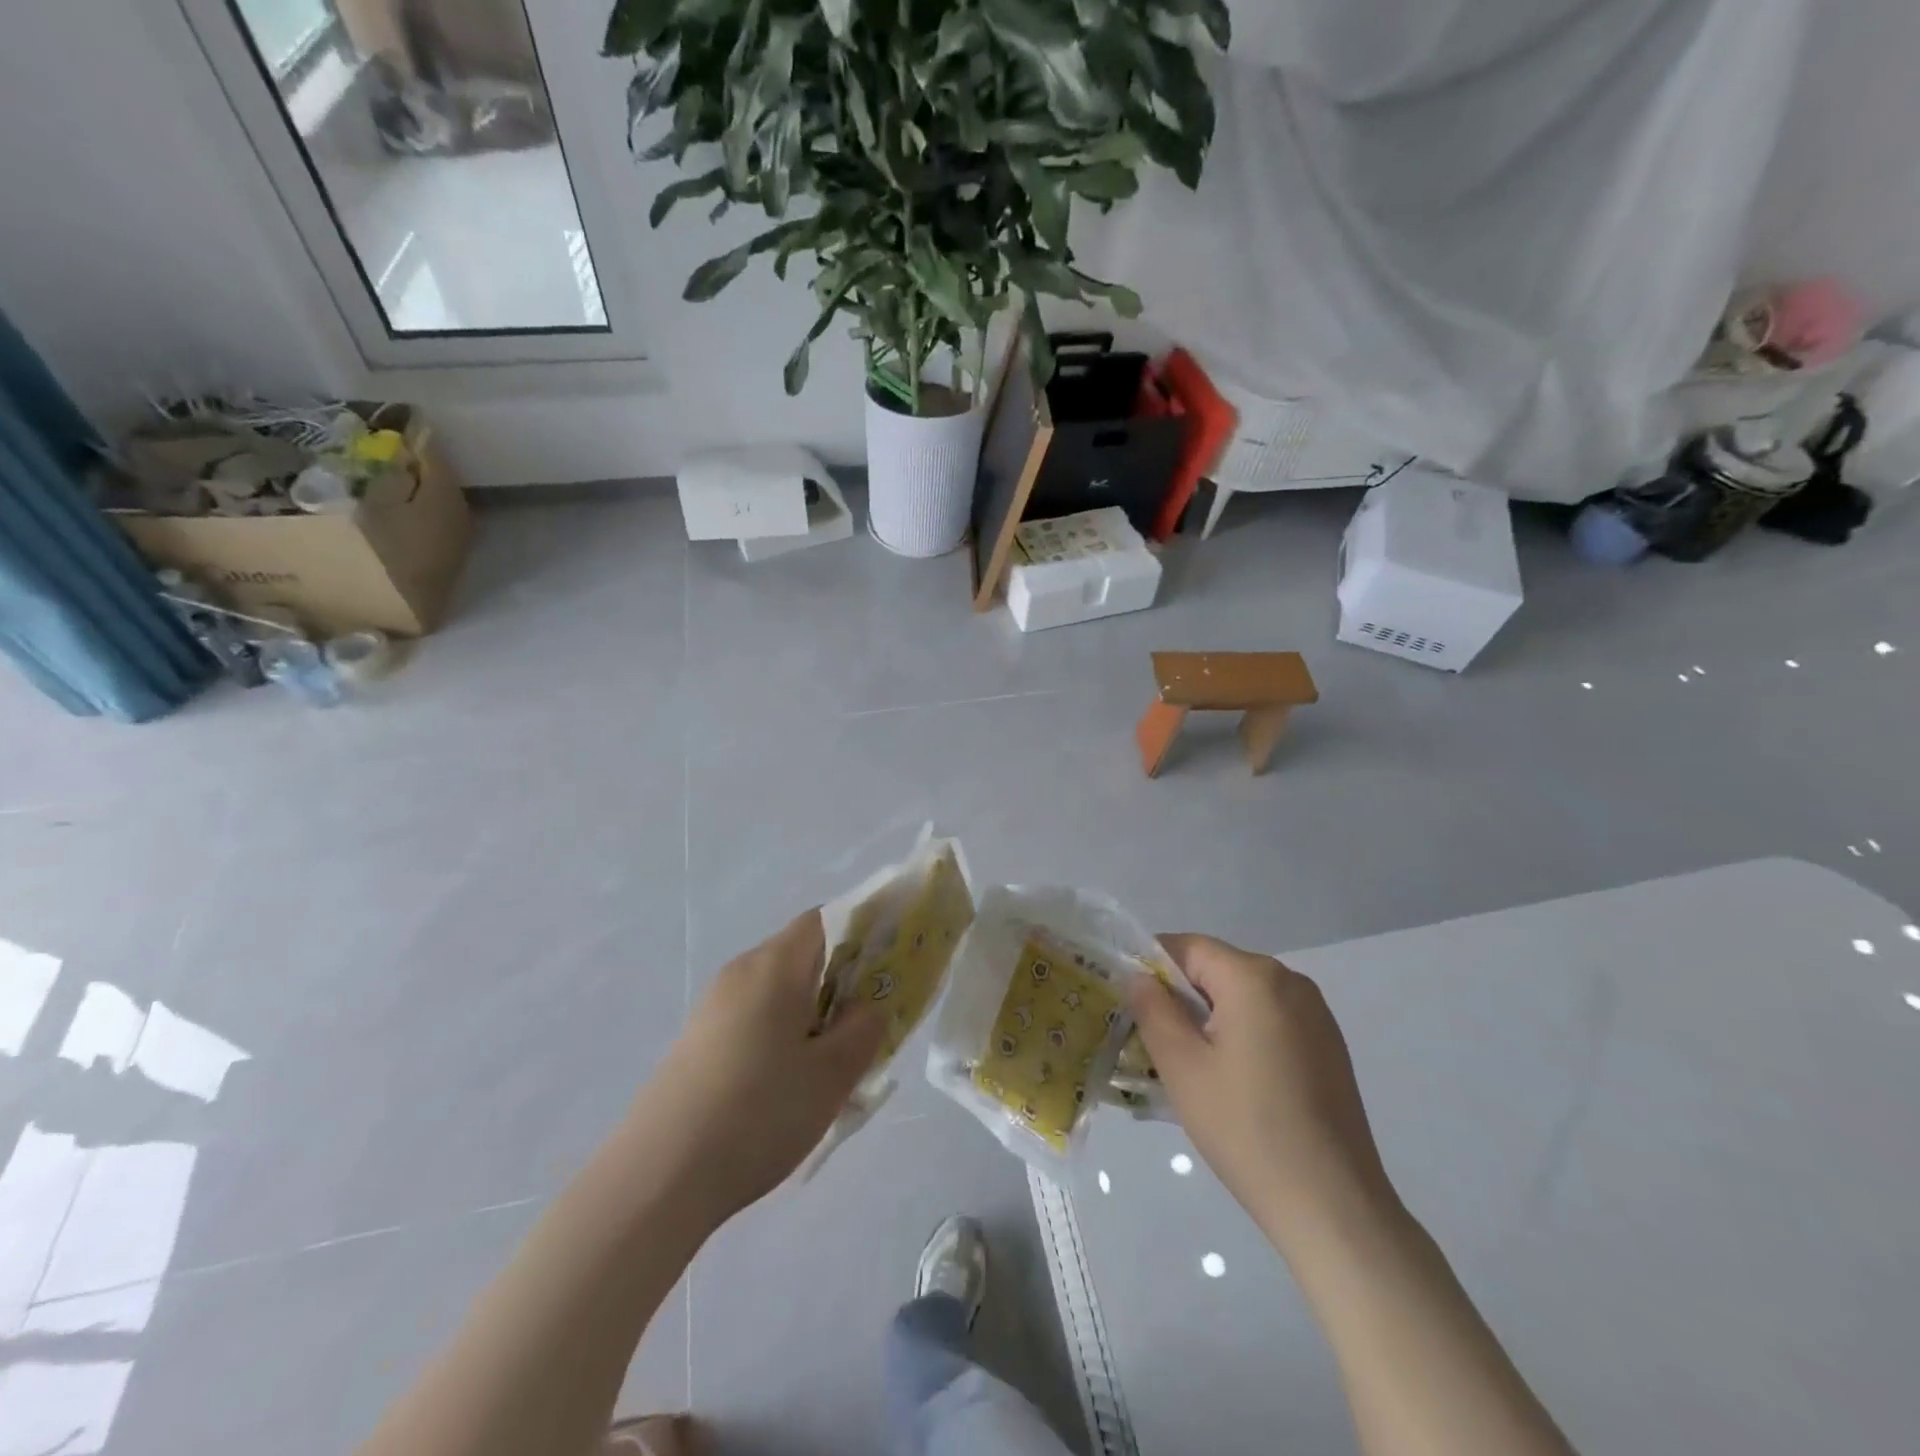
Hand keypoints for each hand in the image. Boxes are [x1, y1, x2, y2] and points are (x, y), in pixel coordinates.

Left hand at [629, 910, 884, 1230]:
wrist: (657, 1179)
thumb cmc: (758, 1113)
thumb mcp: (831, 1075)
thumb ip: (863, 1029)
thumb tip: (870, 1006)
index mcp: (776, 965)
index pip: (826, 919)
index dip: (863, 931)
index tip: (889, 966)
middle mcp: (741, 972)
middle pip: (804, 956)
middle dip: (843, 982)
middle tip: (869, 1027)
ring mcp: (713, 1007)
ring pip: (780, 992)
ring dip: (813, 1015)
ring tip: (832, 1068)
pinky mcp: (698, 1041)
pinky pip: (755, 1019)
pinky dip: (783, 1035)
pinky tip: (787, 1089)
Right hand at [1126, 934, 1401, 1251]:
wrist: (1333, 1205)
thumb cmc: (1246, 1128)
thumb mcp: (1182, 1065)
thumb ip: (1153, 1009)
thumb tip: (1139, 977)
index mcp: (1255, 977)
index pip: (1188, 946)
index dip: (1151, 965)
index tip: (1128, 1000)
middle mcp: (1291, 982)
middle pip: (1217, 969)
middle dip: (1180, 994)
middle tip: (1149, 1036)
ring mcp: (1316, 1015)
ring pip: (1243, 996)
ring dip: (1209, 1016)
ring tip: (1186, 1062)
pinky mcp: (1328, 1046)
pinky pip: (1269, 1020)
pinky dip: (1240, 1033)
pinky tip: (1230, 1079)